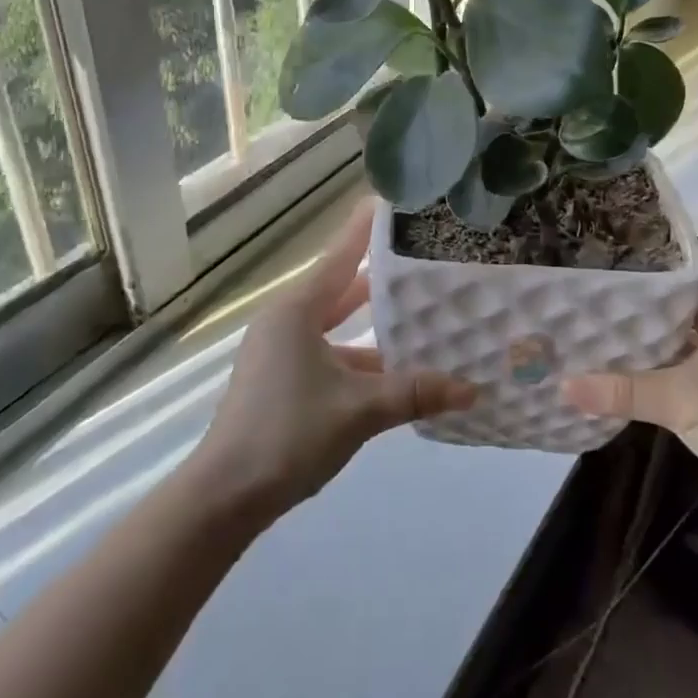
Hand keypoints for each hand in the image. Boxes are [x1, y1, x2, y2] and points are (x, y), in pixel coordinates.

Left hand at [188, 200, 476, 520]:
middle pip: (340, 288)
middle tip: (422, 258)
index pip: (340, 256)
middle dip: (380, 277)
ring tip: (420, 315)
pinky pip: (328, 354)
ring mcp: (280, 352)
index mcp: (297, 311)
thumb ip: (415, 393)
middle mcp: (286, 321)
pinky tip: (393, 372)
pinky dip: (359, 358)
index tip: (391, 201)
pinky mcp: (280, 380)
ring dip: (373, 326)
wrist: (225, 495)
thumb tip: (472, 389)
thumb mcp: (359, 410)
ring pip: (336, 326)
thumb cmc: (289, 434)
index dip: (365, 229)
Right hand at [562, 255, 697, 533]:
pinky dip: (642, 359)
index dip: (650, 246)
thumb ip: (623, 390)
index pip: (686, 261)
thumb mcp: (682, 401)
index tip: (605, 238)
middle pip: (672, 294)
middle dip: (632, 286)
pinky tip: (606, 358)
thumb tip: (561, 383)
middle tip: (582, 272)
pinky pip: (669, 363)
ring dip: (635, 326)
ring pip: (669, 330)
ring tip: (583, 308)